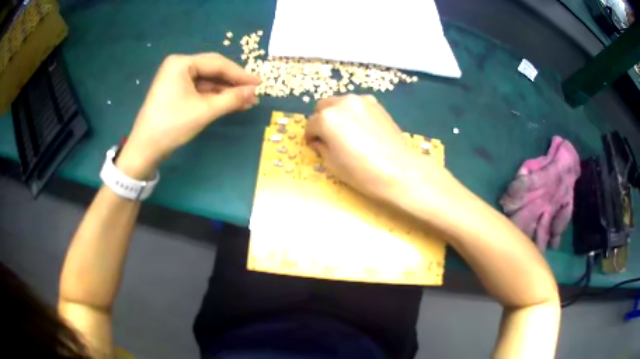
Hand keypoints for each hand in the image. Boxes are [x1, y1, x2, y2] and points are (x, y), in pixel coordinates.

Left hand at [117, 53, 259, 178]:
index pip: (217, 64)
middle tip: (253, 93)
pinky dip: (214, 97)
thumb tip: (253, 91)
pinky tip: (230, 104)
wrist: (145, 149)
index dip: (240, 74)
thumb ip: (231, 98)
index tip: (259, 83)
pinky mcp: (175, 92)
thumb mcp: (204, 111)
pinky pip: (199, 90)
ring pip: (207, 82)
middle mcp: (178, 66)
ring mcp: (176, 79)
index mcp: (181, 63)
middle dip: (233, 83)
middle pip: (212, 71)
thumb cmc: (172, 125)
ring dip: (226, 92)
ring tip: (246, 102)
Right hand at [305, 95, 443, 200]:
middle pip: (323, 107)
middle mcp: (342, 103)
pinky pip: (356, 104)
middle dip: (321, 121)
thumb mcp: (333, 164)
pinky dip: (352, 112)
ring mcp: (361, 101)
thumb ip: (321, 147)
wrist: (400, 170)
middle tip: (327, 137)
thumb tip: (319, 141)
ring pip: (339, 103)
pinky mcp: (376, 104)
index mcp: (327, 119)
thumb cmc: (362, 172)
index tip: (313, 145)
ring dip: (336, 114)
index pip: (310, 125)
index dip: (310, 137)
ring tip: (345, 131)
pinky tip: (360, 128)